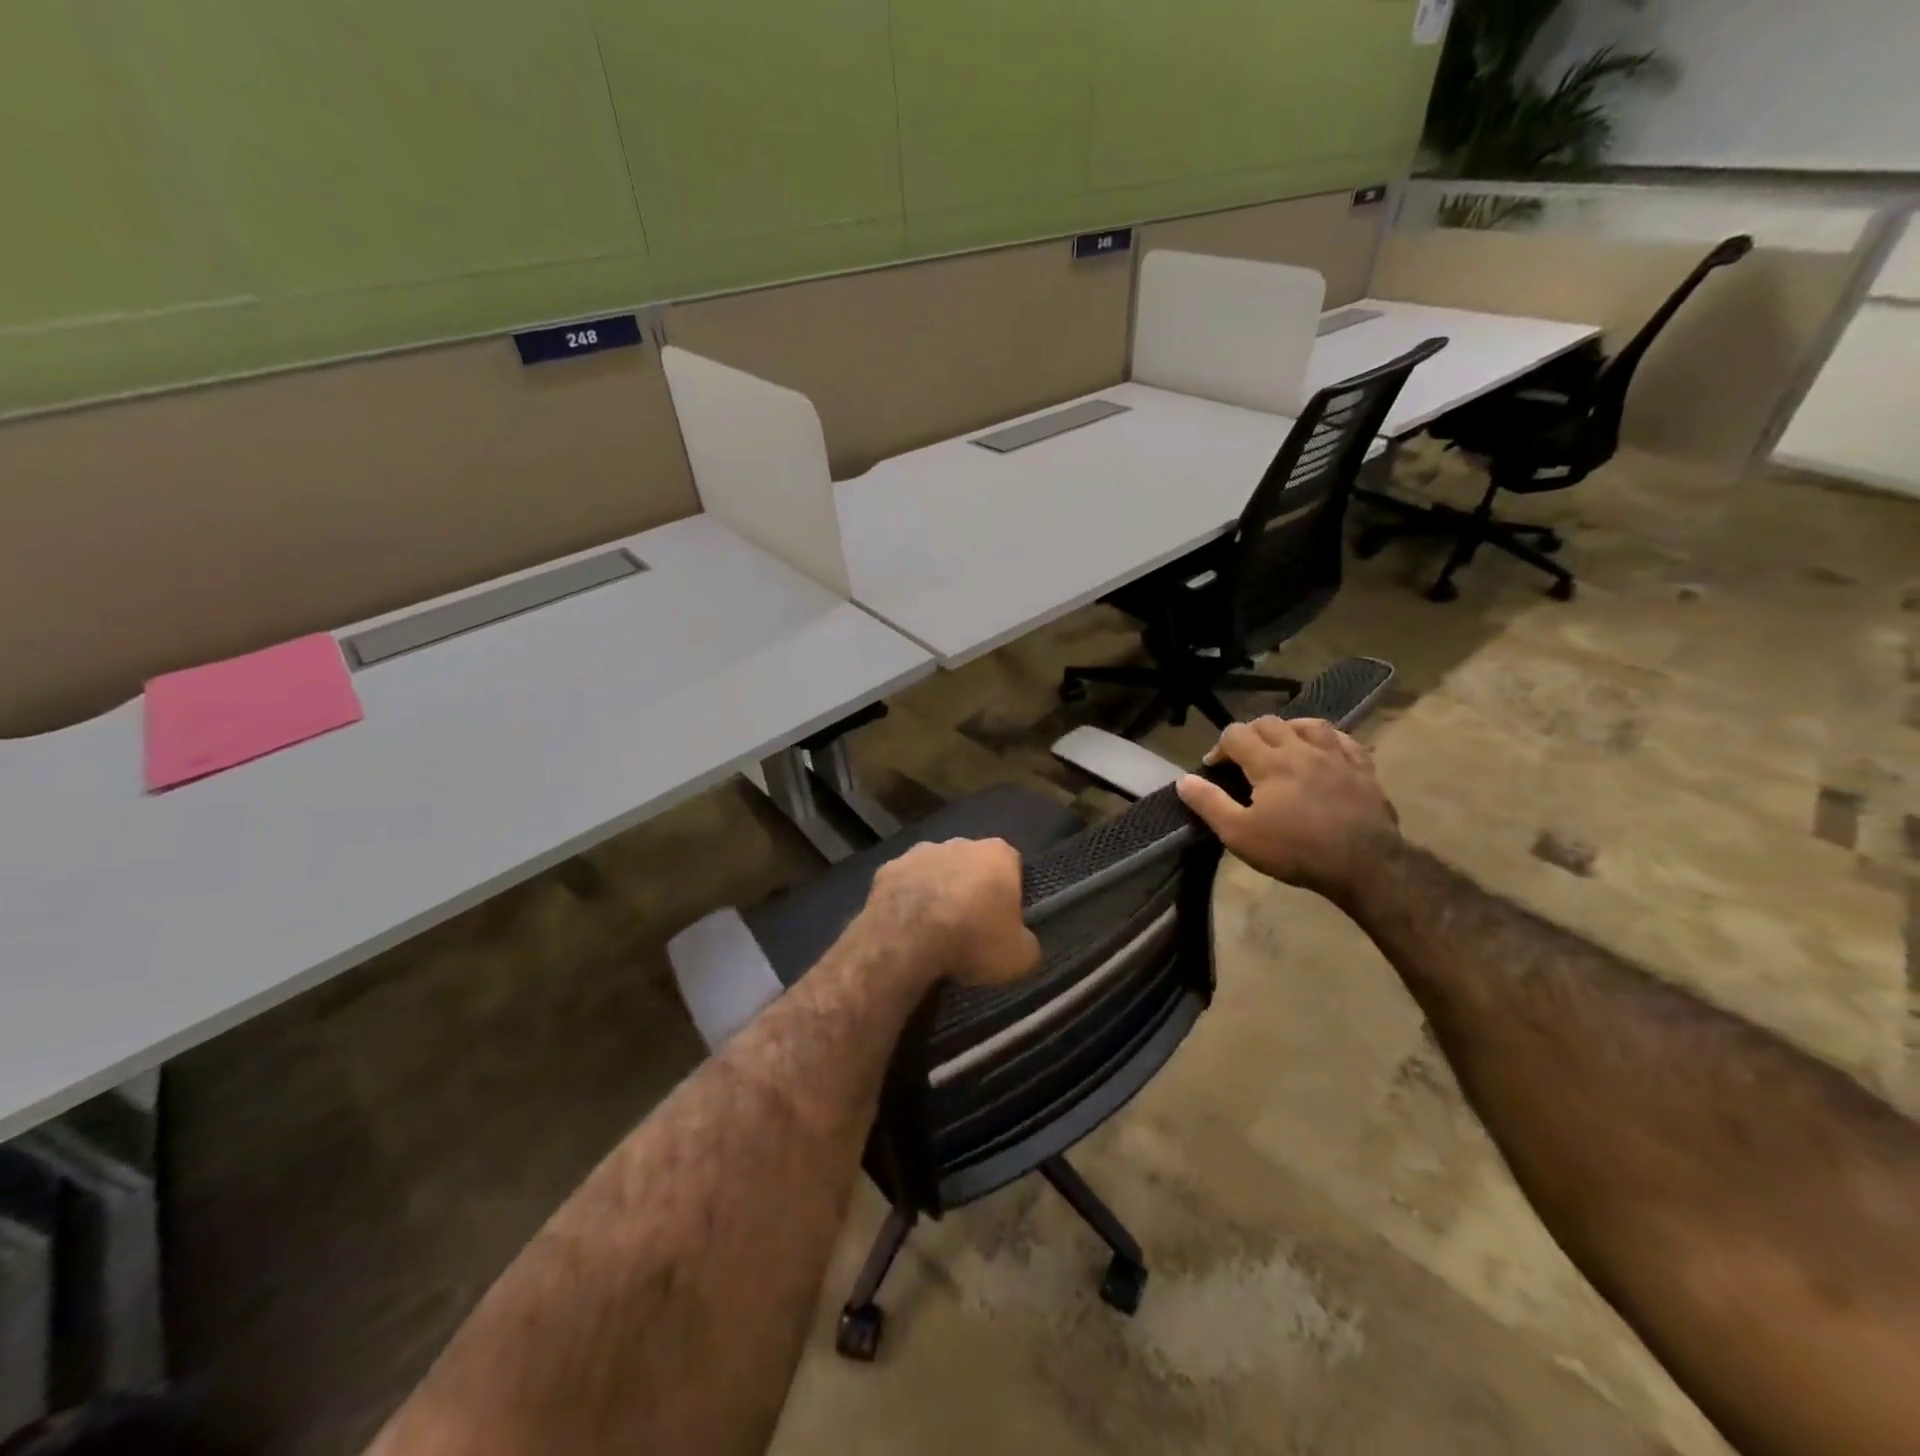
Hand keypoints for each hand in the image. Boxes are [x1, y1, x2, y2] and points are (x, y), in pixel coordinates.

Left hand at [860, 839, 1041, 988]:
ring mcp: (919, 852)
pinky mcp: (887, 868)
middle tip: (970, 927)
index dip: (1010, 893)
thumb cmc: (972, 940)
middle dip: (972, 888)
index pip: (1012, 866)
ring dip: (938, 891)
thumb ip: (1027, 943)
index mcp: (997, 854)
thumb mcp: (1020, 957)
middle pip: (972, 865)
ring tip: (934, 930)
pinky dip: (907, 900)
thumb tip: (1023, 943)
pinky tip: (907, 928)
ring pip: (936, 871)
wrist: (906, 941)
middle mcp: (959, 843)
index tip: (1004, 920)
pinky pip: (905, 884)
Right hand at [1176, 717, 1398, 904]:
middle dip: (1250, 735)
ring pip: (1308, 724)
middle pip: (1269, 724)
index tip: (1214, 768)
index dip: (1219, 747)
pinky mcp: (1362, 768)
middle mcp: (1301, 749)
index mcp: (1269, 762)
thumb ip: (1209, 803)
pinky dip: (1326, 738)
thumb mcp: (1239, 834)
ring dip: (1287, 729)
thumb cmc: (1295, 850)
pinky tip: (1322, 749)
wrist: (1365, 864)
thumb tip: (1184, 780)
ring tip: (1281, 745)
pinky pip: (1343, 739)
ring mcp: (1336, 755)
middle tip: (1243, 758)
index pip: (1235, 735)